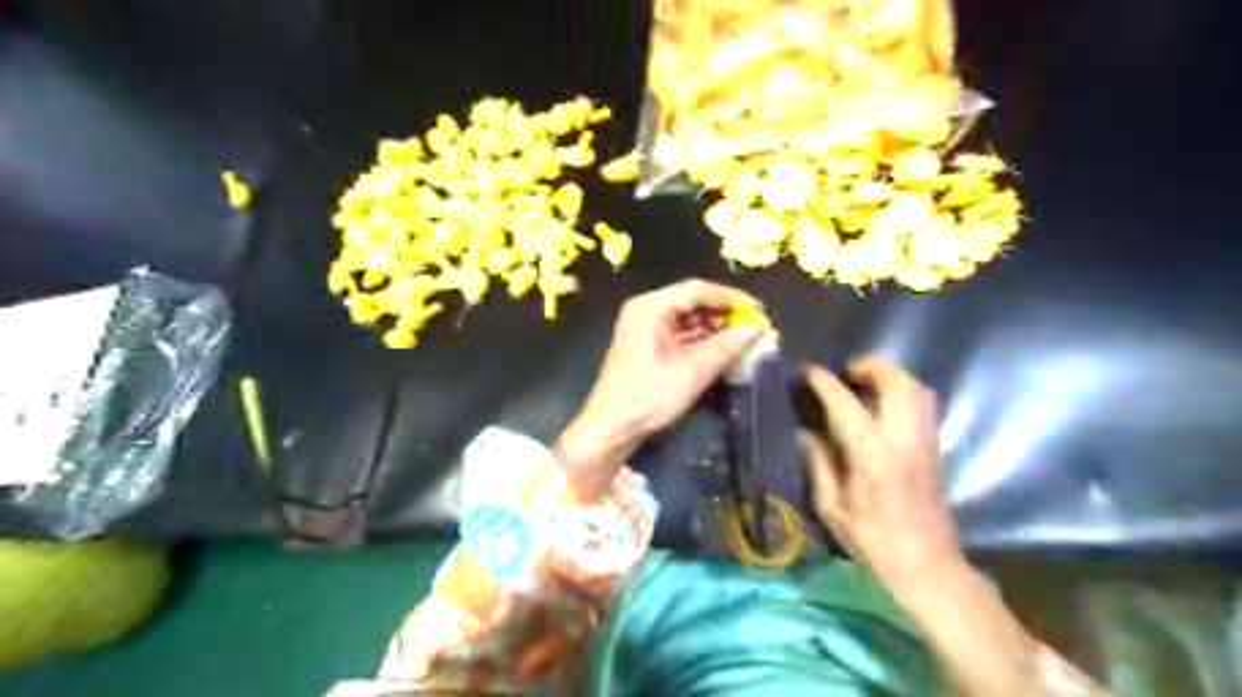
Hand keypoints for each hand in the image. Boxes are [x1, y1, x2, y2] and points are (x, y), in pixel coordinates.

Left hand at [559, 280, 761, 497]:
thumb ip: (725, 348)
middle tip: (755, 326)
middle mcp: (646, 312)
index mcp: (649, 309)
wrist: (611, 430)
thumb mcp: (691, 373)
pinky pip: (682, 337)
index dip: (730, 298)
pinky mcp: (650, 349)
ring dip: (717, 330)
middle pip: (692, 303)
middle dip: (725, 315)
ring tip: (746, 339)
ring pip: (689, 321)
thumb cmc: (647, 397)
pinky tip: (726, 351)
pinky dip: (704, 343)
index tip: (758, 310)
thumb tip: (757, 329)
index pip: (696, 290)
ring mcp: (647, 331)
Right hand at [796, 357, 958, 584]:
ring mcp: (924, 439)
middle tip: (847, 371)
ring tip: (866, 382)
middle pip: (895, 381)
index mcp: (870, 453)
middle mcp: (902, 438)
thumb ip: (818, 464)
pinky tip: (885, 403)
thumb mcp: (832, 506)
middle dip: (870, 365)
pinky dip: (905, 390)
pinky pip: (924, 402)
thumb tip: (805, 433)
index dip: (824, 381)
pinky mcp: (936, 446)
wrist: (926, 564)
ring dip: (891, 375)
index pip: (844, 402)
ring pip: (917, 387)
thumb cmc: (873, 539)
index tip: (809, 372)